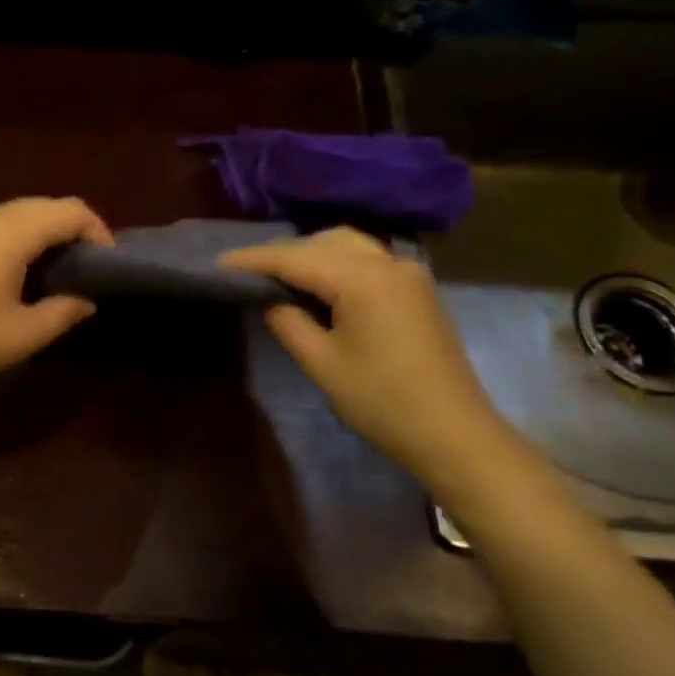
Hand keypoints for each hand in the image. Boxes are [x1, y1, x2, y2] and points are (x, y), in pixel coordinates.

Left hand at [0, 197, 112, 397]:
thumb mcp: (22, 335)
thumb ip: (63, 312)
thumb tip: (87, 300)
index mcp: (12, 232)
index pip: (70, 212)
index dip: (98, 232)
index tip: (108, 267)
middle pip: (45, 206)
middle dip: (74, 230)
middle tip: (88, 270)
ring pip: (20, 213)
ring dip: (46, 233)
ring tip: (58, 273)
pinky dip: (20, 238)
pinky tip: (19, 274)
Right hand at [222, 227, 515, 480]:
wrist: (454, 433)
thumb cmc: (382, 402)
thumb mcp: (322, 364)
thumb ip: (287, 321)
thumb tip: (268, 299)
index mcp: (362, 279)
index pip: (296, 258)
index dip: (255, 260)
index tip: (220, 264)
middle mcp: (388, 263)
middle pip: (323, 241)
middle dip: (283, 253)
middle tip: (248, 274)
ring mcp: (407, 273)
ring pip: (348, 245)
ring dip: (311, 254)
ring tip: (280, 277)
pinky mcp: (417, 288)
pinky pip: (368, 259)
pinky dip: (337, 262)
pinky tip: (319, 284)